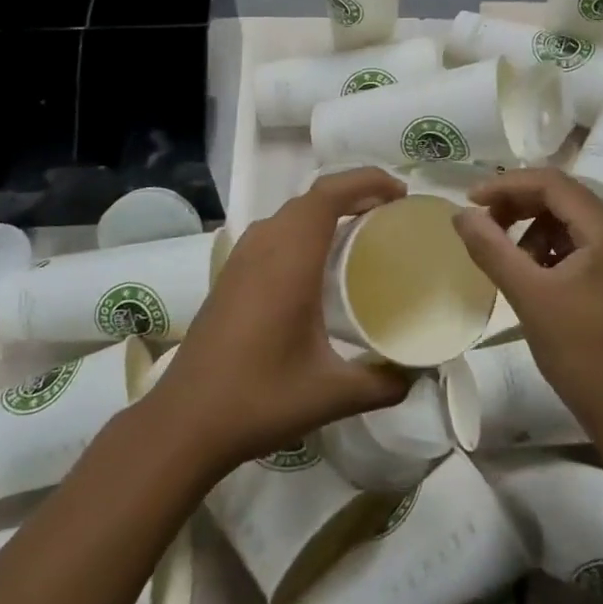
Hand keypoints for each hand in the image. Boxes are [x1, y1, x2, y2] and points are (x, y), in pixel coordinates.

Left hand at [139, 168, 411, 476]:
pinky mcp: (230, 274)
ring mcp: (242, 258)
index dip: (366, 181)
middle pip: (312, 197)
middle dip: (354, 193)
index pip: (328, 194)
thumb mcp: (331, 395)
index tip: (401, 196)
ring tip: (362, 231)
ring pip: (291, 213)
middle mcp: (264, 246)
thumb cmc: (259, 399)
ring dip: (327, 210)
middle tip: (391, 214)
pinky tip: (319, 263)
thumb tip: (418, 375)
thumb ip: (382, 383)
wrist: (184, 422)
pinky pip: (275, 231)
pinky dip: (305, 228)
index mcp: (289, 259)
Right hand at [453, 169, 602, 445]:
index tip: (470, 201)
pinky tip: (533, 276)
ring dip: (533, 230)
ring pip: (571, 221)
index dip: (507, 186)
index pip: (553, 184)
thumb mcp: (529, 296)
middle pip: (563, 198)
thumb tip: (460, 214)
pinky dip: (552, 250)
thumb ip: (492, 249)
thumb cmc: (582, 354)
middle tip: (483, 226)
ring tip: (508, 260)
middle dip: (518, 206)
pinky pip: (582, 245)